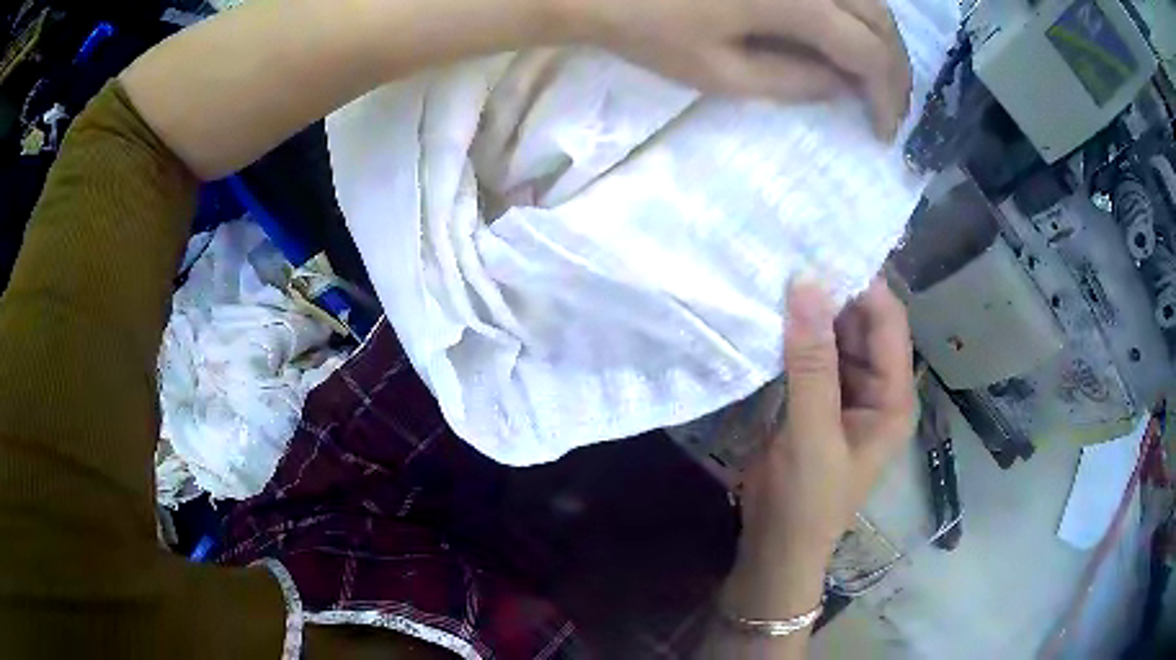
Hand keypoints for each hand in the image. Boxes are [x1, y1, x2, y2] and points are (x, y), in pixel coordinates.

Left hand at [564, 0, 912, 137]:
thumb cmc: (651, 29)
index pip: (869, 52)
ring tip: (874, 77)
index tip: (883, 131)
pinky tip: (849, 36)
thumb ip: (796, 82)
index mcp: (796, 1)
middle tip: (887, 107)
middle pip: (879, 19)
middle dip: (893, 69)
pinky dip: (856, 14)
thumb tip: (844, 86)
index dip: (887, 96)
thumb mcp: (723, 73)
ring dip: (880, 39)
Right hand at [725, 277, 915, 618]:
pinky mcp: (818, 402)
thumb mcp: (812, 433)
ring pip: (835, 338)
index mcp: (894, 397)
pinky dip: (796, 337)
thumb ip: (811, 363)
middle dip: (833, 294)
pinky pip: (813, 357)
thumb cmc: (806, 501)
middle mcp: (877, 389)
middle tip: (792, 253)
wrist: (775, 548)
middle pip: (862, 325)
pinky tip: (772, 313)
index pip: (887, 323)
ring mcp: (846, 394)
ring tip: (778, 273)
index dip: (862, 286)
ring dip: (812, 313)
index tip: (822, 249)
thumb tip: (805, 285)